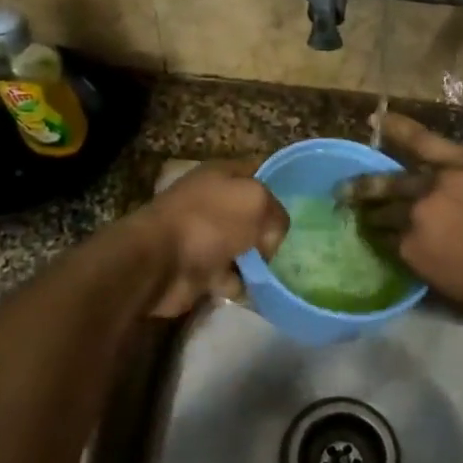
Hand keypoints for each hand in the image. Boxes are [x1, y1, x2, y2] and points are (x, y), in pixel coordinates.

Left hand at [130, 162, 287, 317]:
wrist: (160, 262)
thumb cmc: (209, 221)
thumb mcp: (256, 201)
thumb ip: (276, 213)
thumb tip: (271, 238)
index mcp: (222, 175)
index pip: (258, 172)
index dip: (279, 186)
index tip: (303, 206)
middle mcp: (213, 203)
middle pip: (253, 215)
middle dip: (271, 231)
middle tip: (292, 246)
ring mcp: (205, 237)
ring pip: (245, 248)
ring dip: (259, 262)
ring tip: (278, 271)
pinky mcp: (200, 270)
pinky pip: (232, 278)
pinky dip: (242, 285)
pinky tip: (256, 290)